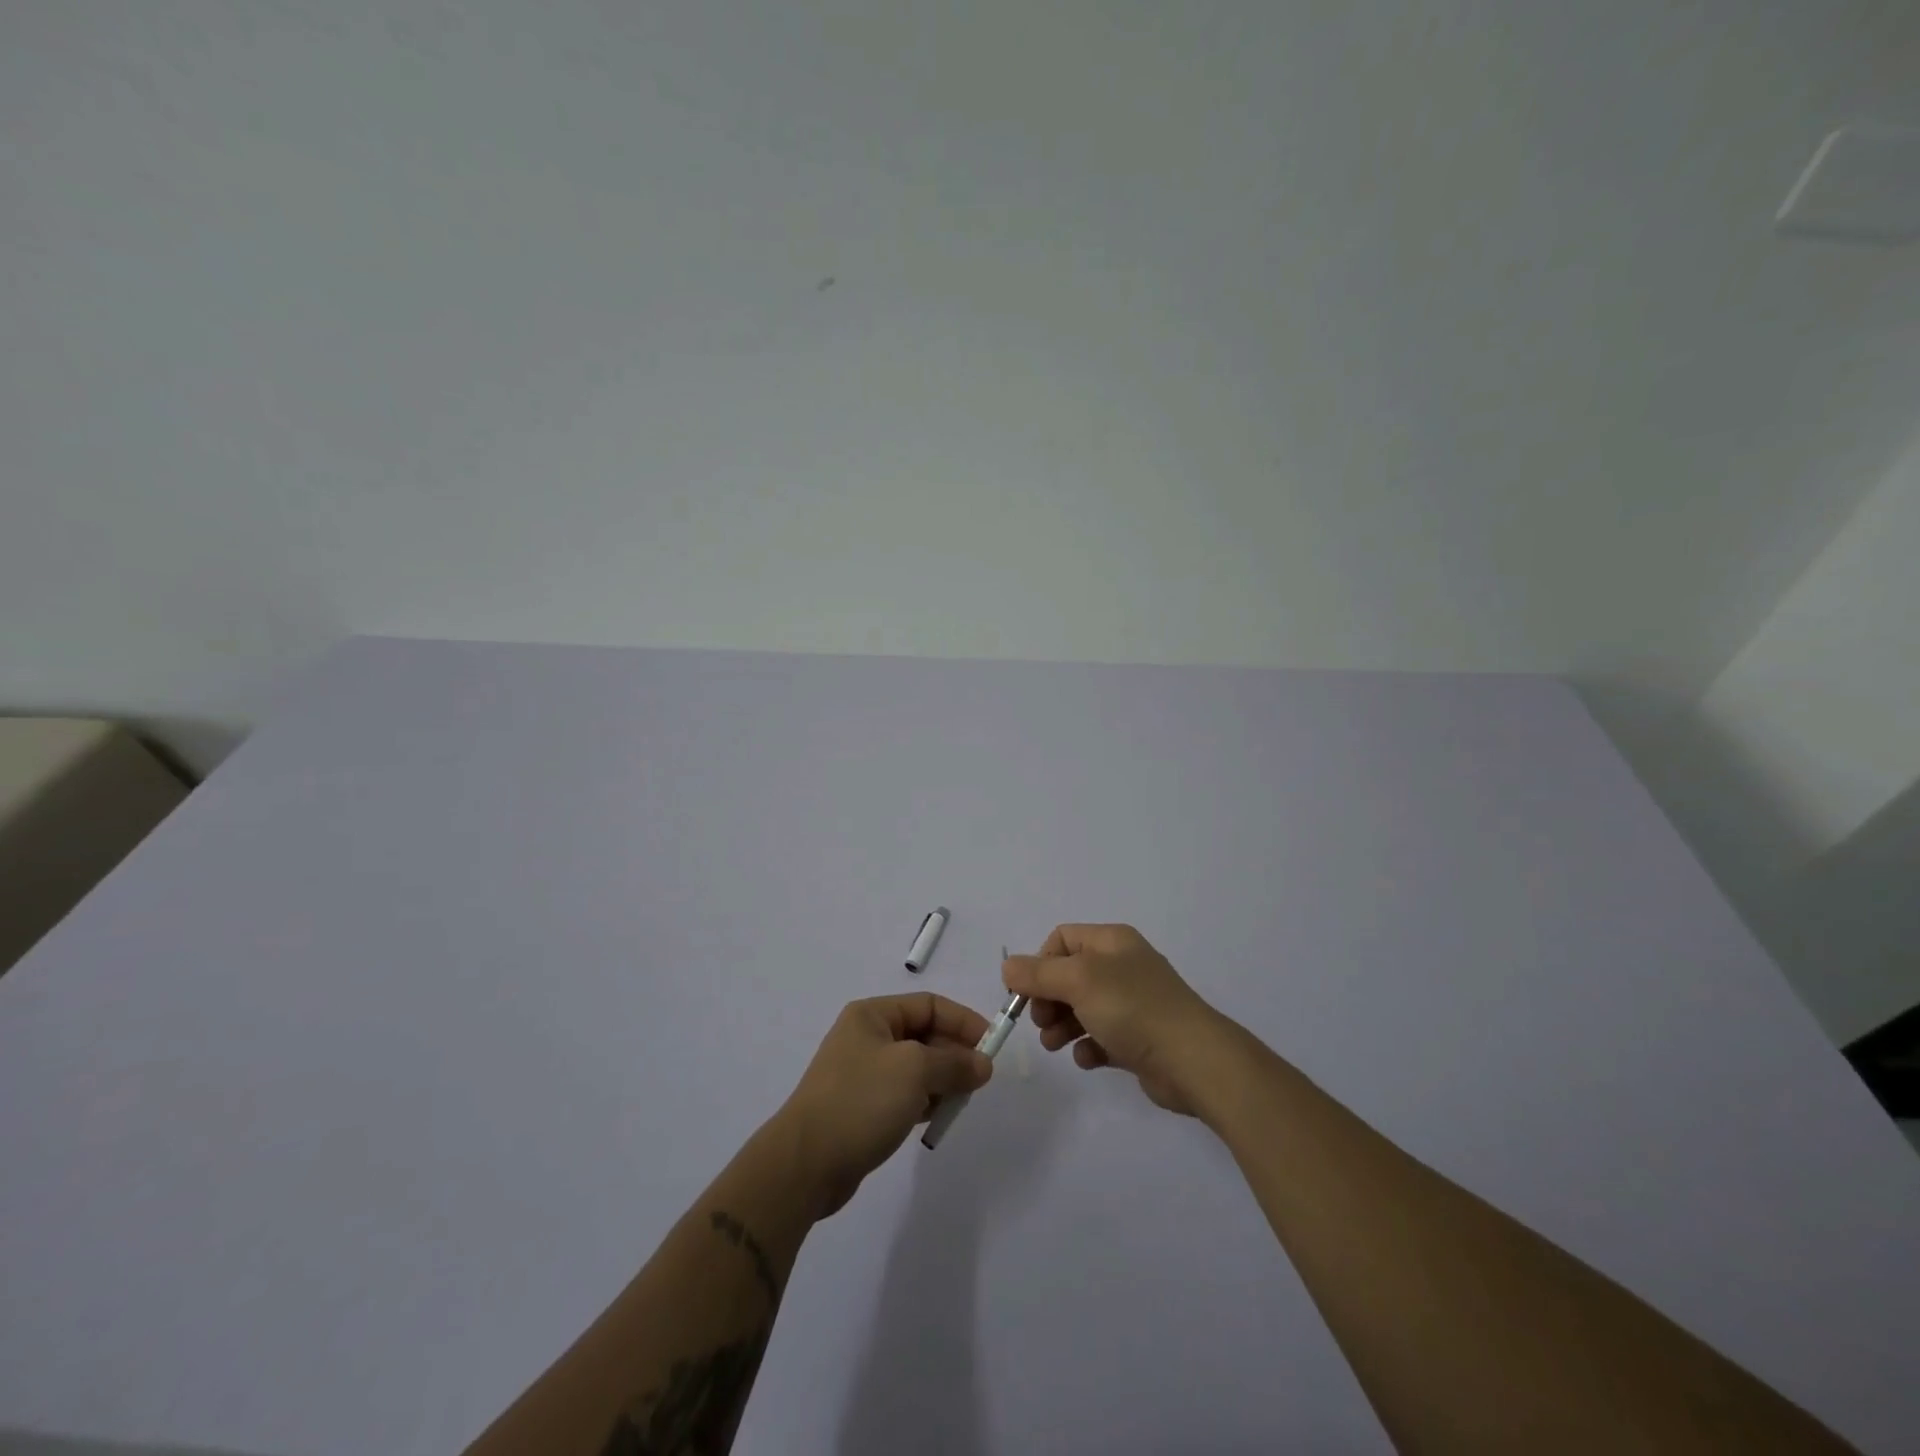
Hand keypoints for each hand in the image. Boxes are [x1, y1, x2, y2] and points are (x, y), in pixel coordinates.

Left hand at [773, 993, 993, 1217]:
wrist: (805, 1163)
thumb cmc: (861, 1101)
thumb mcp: (915, 1071)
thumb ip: (954, 1063)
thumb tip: (983, 1064)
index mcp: (873, 1015)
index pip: (929, 1005)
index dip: (963, 1021)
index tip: (992, 1045)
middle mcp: (866, 1037)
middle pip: (924, 1035)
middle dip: (954, 1054)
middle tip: (980, 1080)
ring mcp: (862, 1073)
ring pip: (916, 1067)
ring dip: (942, 1080)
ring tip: (961, 1101)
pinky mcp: (862, 1106)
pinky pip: (904, 1093)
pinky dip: (924, 1101)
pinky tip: (936, 1117)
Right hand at [1003, 924, 1230, 1116]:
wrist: (1193, 1060)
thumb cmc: (1132, 1008)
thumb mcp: (1078, 982)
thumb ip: (1038, 973)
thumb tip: (1008, 967)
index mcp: (1111, 941)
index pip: (1061, 939)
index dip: (1039, 963)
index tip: (1026, 993)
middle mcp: (1122, 966)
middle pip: (1068, 975)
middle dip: (1047, 999)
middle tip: (1041, 1023)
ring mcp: (1132, 1003)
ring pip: (1082, 1008)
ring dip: (1061, 1025)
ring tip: (1055, 1045)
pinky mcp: (1139, 1038)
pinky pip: (1101, 1037)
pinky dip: (1088, 1046)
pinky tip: (1088, 1059)